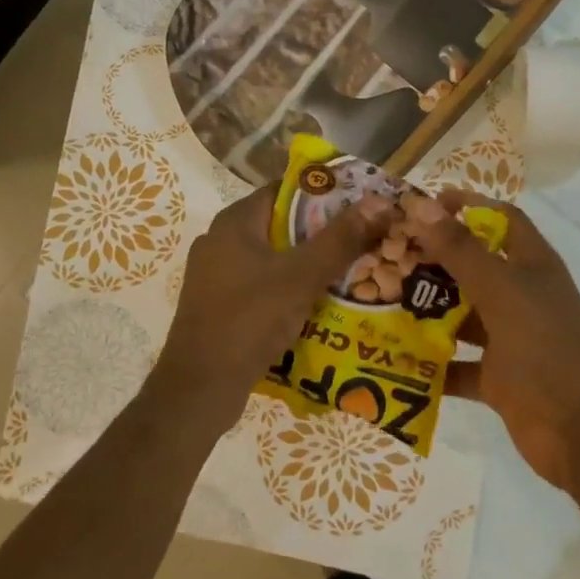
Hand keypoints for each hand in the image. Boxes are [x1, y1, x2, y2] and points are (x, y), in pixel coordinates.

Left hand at [154, 182, 392, 433]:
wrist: (199, 389)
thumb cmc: (248, 320)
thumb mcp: (301, 276)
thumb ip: (340, 239)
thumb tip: (380, 202)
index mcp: (234, 222)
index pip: (285, 189)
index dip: (325, 192)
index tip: (361, 203)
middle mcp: (221, 240)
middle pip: (282, 224)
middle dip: (323, 232)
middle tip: (365, 240)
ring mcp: (217, 275)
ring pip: (274, 258)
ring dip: (309, 264)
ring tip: (353, 271)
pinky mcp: (220, 305)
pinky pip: (264, 285)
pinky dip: (290, 289)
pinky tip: (319, 304)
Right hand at [405, 192, 579, 490]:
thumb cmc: (548, 348)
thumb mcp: (502, 291)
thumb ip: (460, 251)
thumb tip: (421, 206)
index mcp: (531, 266)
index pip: (501, 220)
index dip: (468, 206)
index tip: (424, 206)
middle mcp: (520, 297)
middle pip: (473, 267)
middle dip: (433, 261)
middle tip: (387, 257)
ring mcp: (510, 340)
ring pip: (461, 317)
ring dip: (427, 312)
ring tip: (380, 303)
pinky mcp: (498, 380)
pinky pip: (457, 366)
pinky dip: (432, 364)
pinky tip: (395, 359)